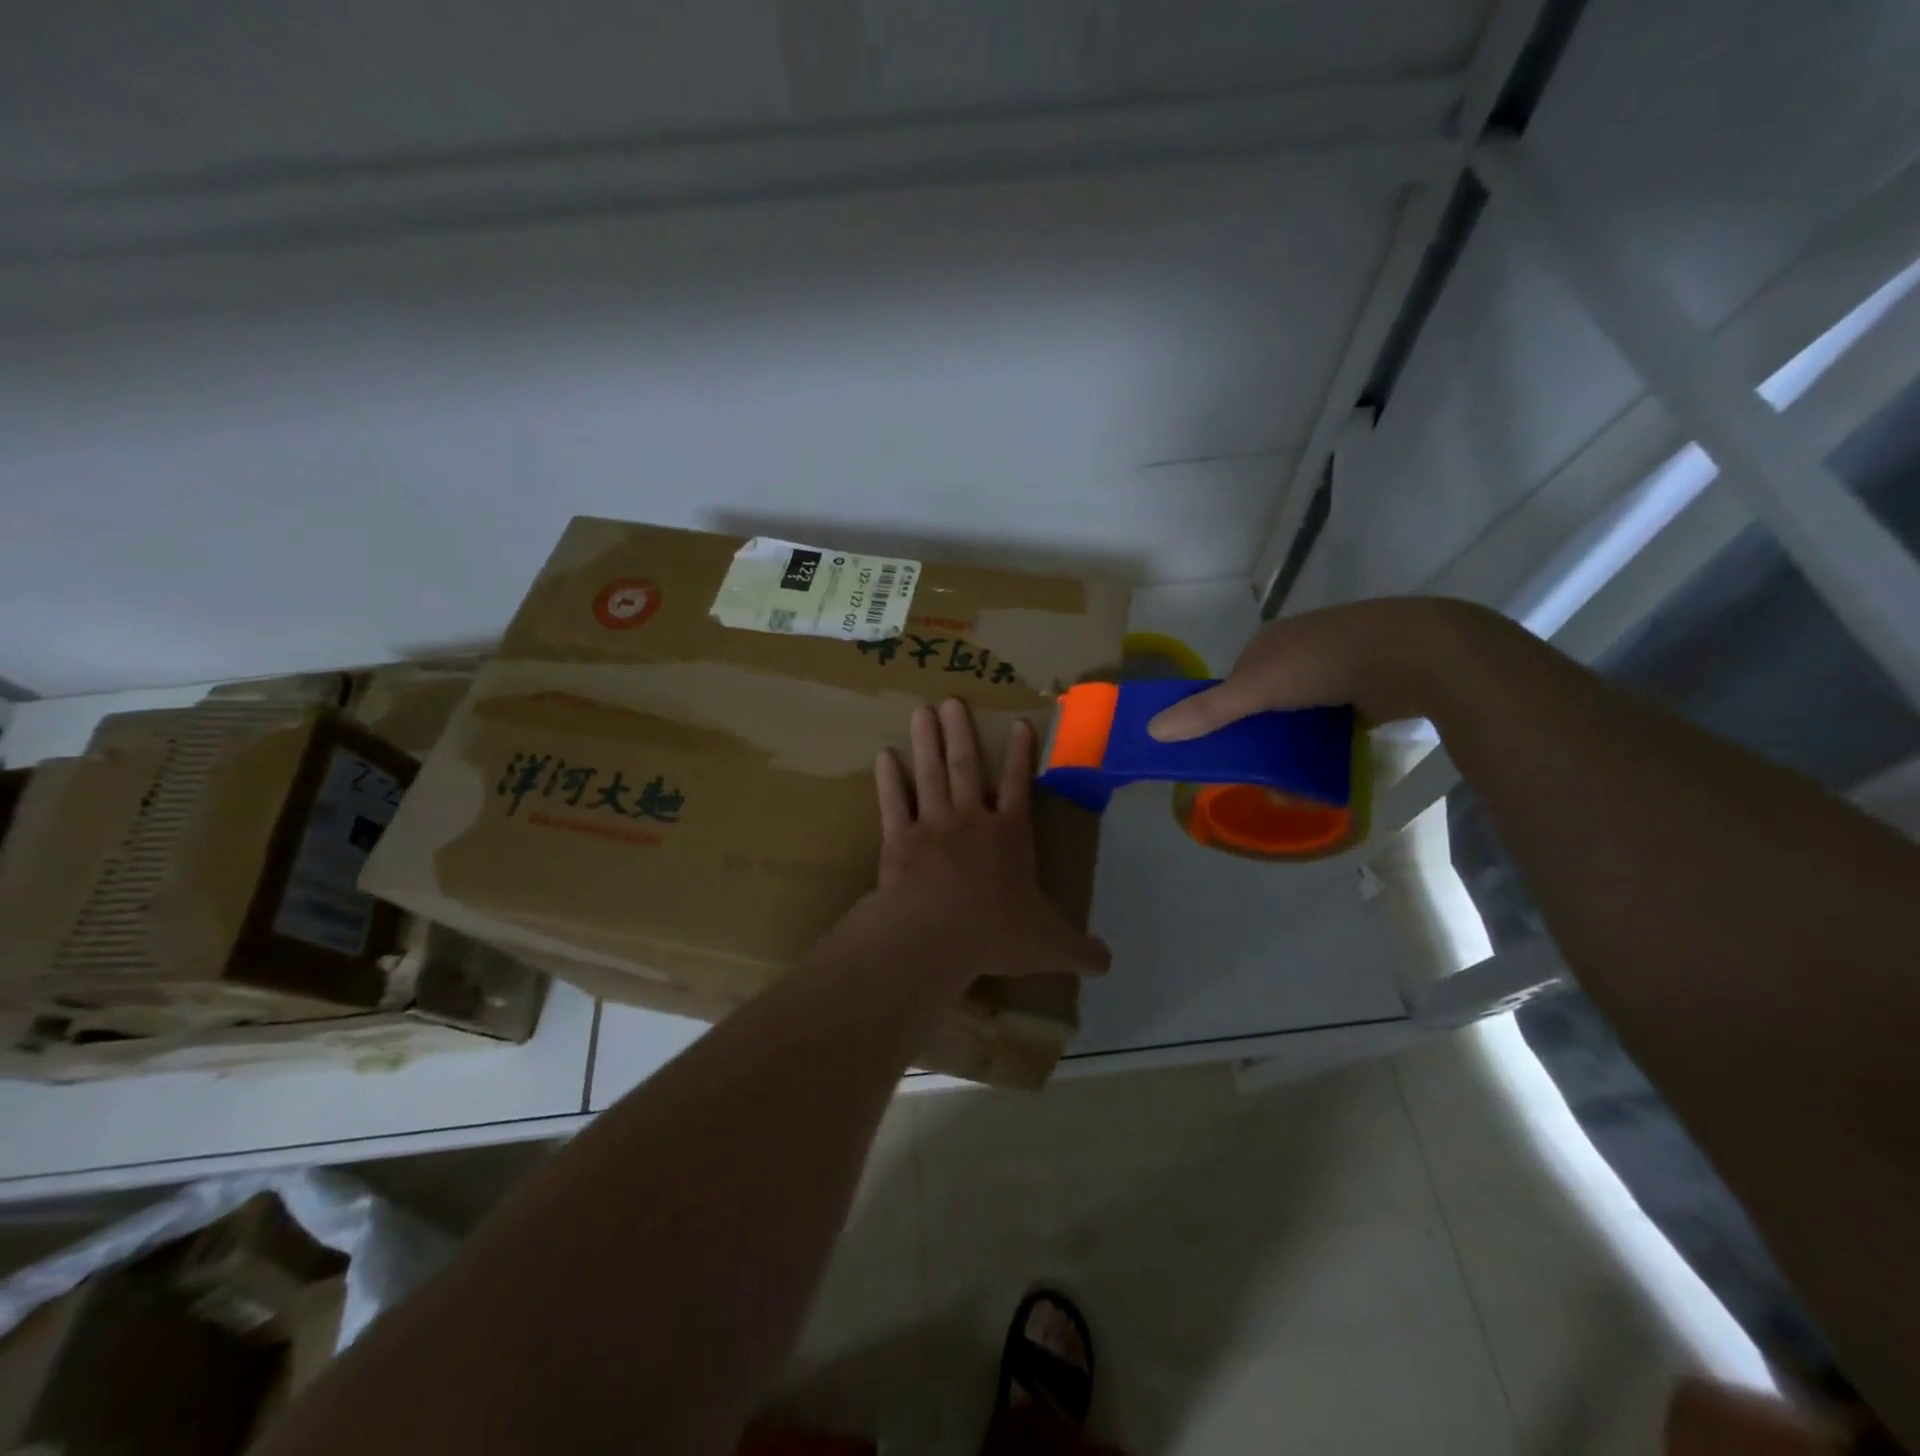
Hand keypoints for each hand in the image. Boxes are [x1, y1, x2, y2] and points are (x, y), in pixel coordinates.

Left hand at [848, 699, 1110, 986]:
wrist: (936, 935)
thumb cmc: (996, 933)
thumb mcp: (1048, 945)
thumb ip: (1078, 949)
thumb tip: (1109, 963)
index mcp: (1010, 836)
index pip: (1019, 787)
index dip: (1021, 756)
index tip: (1019, 723)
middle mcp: (971, 821)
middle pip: (966, 768)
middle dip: (961, 733)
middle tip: (951, 700)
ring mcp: (933, 826)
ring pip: (931, 774)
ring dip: (926, 742)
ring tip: (921, 711)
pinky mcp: (899, 840)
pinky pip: (894, 803)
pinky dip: (889, 780)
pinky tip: (883, 756)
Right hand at [1146, 597, 1509, 740]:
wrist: (1416, 654)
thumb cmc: (1323, 663)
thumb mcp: (1255, 688)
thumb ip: (1207, 711)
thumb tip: (1151, 730)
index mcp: (1270, 642)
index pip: (1234, 682)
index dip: (1222, 715)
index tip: (1219, 750)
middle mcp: (1300, 651)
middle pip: (1266, 702)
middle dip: (1259, 739)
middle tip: (1256, 773)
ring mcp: (1337, 668)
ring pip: (1300, 716)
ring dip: (1292, 748)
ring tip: (1290, 784)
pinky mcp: (1368, 690)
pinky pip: (1333, 723)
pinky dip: (1323, 746)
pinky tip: (1322, 770)